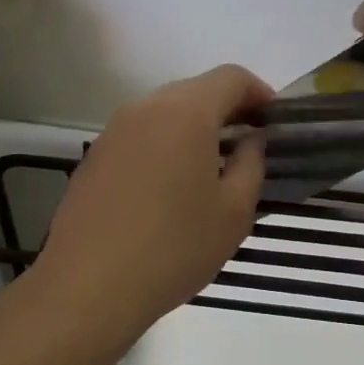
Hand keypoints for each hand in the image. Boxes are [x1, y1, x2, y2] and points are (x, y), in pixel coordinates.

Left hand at [35, 65, 271, 340]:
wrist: (89, 287)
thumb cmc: (175, 247)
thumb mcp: (234, 212)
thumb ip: (252, 164)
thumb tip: (252, 141)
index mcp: (186, 113)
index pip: (231, 77)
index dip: (259, 92)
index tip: (275, 121)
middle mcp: (146, 108)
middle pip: (196, 90)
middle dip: (227, 109)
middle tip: (249, 144)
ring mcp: (114, 131)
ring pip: (165, 112)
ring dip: (195, 128)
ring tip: (213, 167)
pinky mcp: (95, 157)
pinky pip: (141, 136)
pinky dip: (165, 145)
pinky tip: (172, 187)